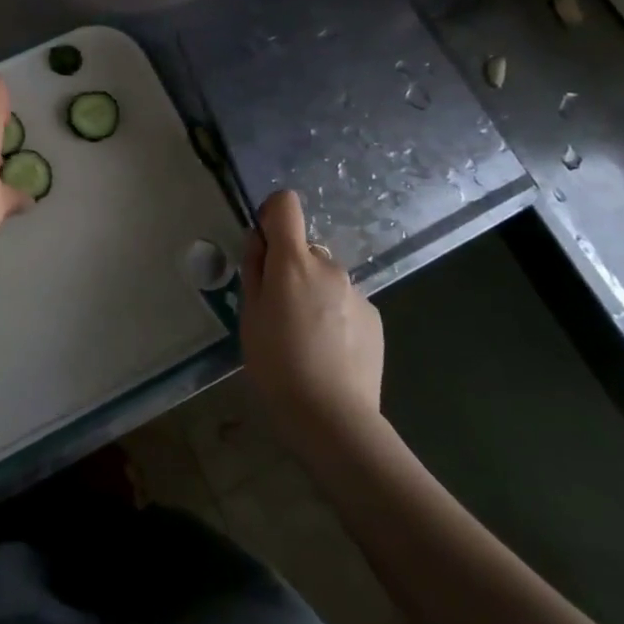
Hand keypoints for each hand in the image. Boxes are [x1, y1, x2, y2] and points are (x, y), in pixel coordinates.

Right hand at [240, 190, 385, 442]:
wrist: (333, 418)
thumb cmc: (277, 365)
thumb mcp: (249, 316)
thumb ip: (254, 270)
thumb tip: (259, 241)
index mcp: (293, 261)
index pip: (286, 204)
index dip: (272, 214)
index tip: (264, 244)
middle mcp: (329, 266)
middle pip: (305, 249)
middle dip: (291, 269)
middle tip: (278, 312)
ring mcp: (356, 291)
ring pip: (325, 278)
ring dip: (313, 294)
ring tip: (305, 338)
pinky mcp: (374, 316)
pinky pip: (345, 302)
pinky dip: (334, 315)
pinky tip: (329, 351)